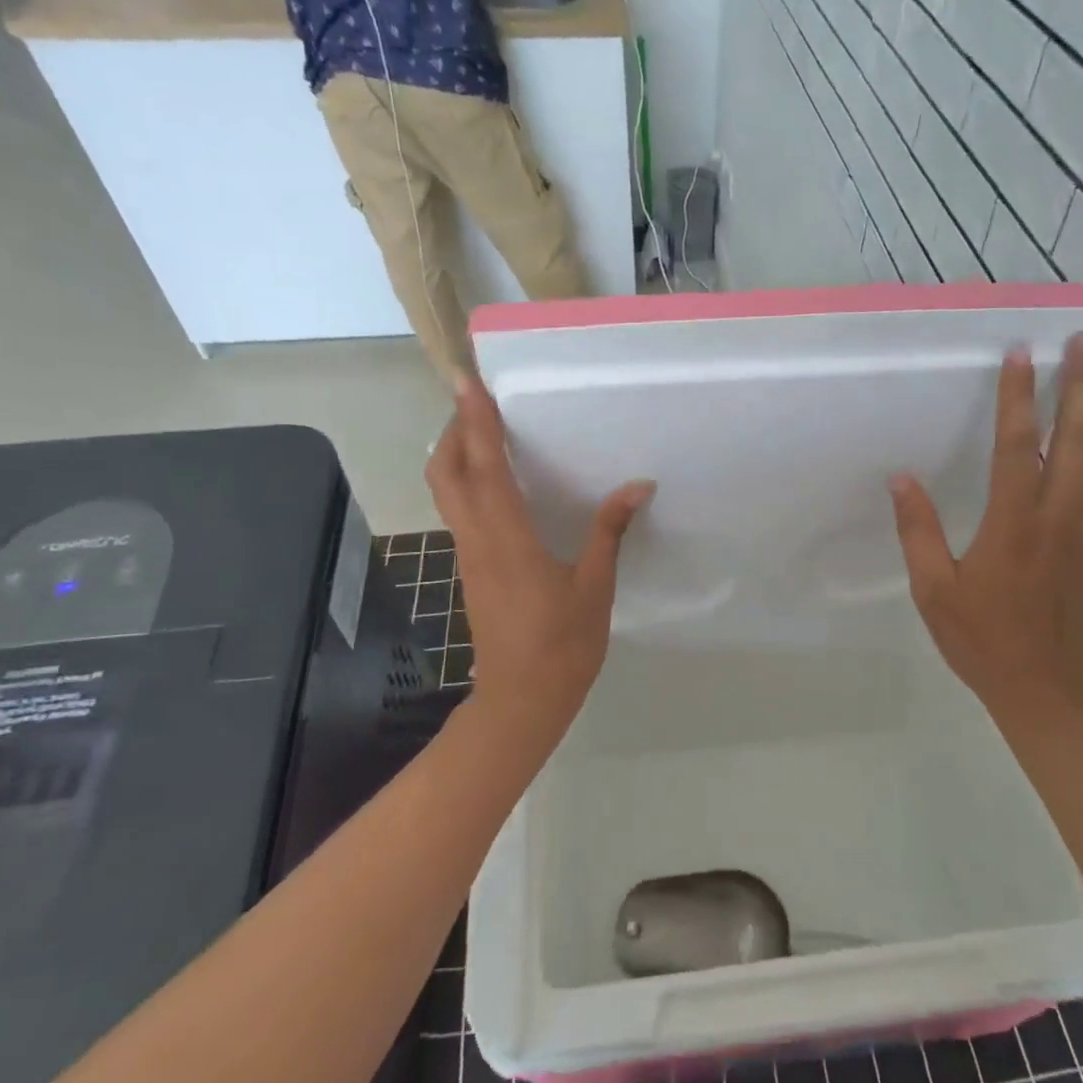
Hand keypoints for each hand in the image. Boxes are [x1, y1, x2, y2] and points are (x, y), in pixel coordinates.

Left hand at [426, 381, 653, 732]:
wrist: (521, 700)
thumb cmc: (562, 645)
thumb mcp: (594, 586)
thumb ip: (609, 531)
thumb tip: (637, 485)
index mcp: (507, 538)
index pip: (484, 467)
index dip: (475, 421)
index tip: (468, 382)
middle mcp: (477, 538)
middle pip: (445, 472)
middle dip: (453, 430)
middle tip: (477, 402)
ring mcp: (469, 555)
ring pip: (447, 491)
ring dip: (455, 453)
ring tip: (484, 429)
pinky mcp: (472, 569)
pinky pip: (460, 511)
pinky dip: (467, 482)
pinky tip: (498, 482)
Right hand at [889, 334, 1082, 731]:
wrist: (1049, 689)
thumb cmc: (983, 640)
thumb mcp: (934, 591)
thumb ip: (918, 532)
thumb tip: (901, 479)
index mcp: (1013, 524)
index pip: (1018, 446)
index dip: (1018, 398)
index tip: (1020, 354)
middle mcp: (1059, 516)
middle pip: (1079, 438)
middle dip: (1082, 385)